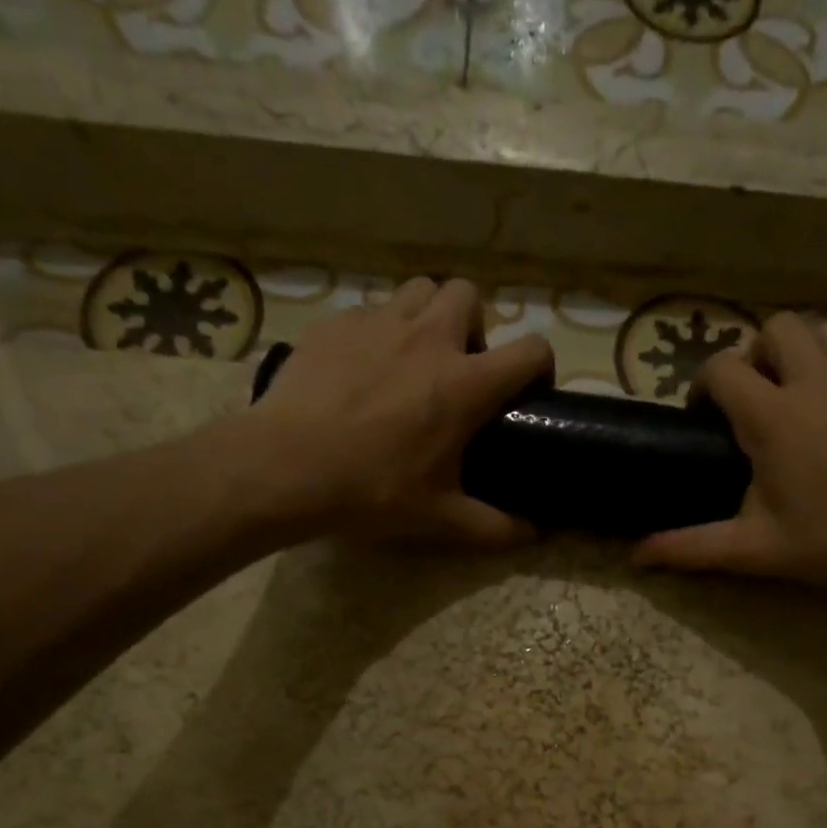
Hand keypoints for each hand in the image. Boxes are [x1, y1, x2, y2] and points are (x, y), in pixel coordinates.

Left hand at [251, 277, 553, 544]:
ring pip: (418, 291)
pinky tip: (359, 370)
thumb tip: (532, 536)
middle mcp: (428, 339)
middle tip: (456, 367)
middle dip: (472, 325)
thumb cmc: (372, 491)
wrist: (286, 468)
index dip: (540, 365)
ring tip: (411, 358)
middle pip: (469, 295)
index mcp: (465, 384)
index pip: (531, 350)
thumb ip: (493, 527)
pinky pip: (368, 312)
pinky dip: (376, 332)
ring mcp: (377, 324)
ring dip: (426, 316)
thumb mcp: (440, 517)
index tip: (526, 390)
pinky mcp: (334, 324)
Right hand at [633, 313, 826, 588]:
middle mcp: (817, 378)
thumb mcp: (759, 550)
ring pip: (823, 330)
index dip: (704, 386)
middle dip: (756, 355)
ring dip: (801, 353)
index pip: (721, 367)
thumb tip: (635, 556)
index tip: (707, 419)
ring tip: (801, 399)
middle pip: (775, 327)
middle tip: (758, 401)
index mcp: (774, 415)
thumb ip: (692, 547)